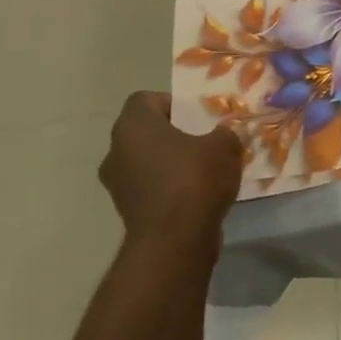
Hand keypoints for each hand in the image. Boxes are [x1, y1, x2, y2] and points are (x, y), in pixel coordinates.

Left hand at [98, 92, 243, 264]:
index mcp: (133, 126)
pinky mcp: (126, 210)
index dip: (171, 103)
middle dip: (172, 134)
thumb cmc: (195, 179)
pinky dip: (167, 186)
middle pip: (144, 132)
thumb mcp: (225, 146)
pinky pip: (148, 186)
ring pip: (145, 160)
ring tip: (202, 169)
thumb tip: (221, 134)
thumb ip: (223, 133)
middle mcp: (116, 151)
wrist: (174, 240)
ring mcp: (117, 183)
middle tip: (202, 139)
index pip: (144, 100)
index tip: (196, 116)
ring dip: (169, 162)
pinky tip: (195, 194)